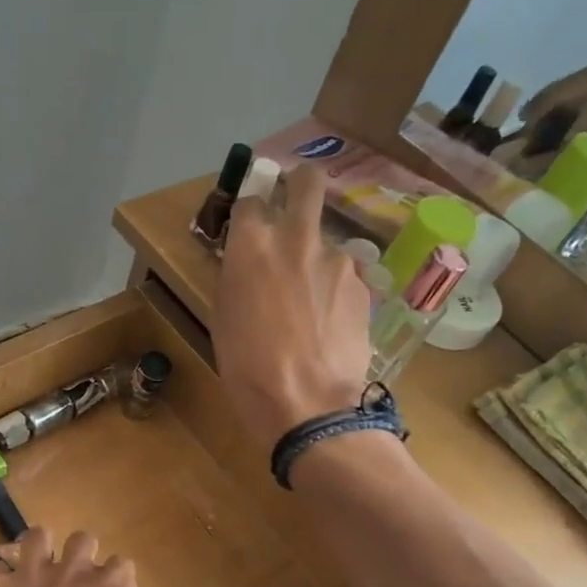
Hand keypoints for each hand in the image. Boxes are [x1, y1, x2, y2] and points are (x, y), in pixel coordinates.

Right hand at [214, 165, 372, 455]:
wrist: (307, 405)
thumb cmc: (247, 368)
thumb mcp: (223, 319)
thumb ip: (236, 276)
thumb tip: (247, 261)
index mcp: (251, 245)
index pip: (251, 200)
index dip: (250, 212)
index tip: (249, 227)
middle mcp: (297, 238)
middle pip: (307, 182)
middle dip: (299, 185)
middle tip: (293, 206)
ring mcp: (337, 259)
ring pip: (326, 241)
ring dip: (316, 259)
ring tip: (310, 304)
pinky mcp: (362, 285)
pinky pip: (344, 276)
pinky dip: (334, 290)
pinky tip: (328, 324)